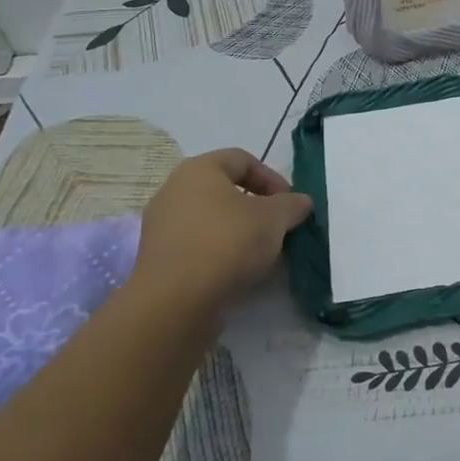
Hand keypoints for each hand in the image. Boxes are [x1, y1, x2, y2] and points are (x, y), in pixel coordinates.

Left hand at [127, 149, 312, 309]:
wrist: (176, 301)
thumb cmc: (227, 243)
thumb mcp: (274, 219)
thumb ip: (292, 205)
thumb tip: (301, 201)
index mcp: (199, 169)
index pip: (242, 159)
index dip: (272, 178)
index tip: (290, 204)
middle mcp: (174, 190)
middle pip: (225, 190)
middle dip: (257, 207)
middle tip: (279, 227)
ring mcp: (162, 225)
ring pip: (211, 219)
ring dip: (239, 231)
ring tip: (262, 254)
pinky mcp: (159, 257)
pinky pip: (198, 244)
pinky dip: (220, 252)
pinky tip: (238, 272)